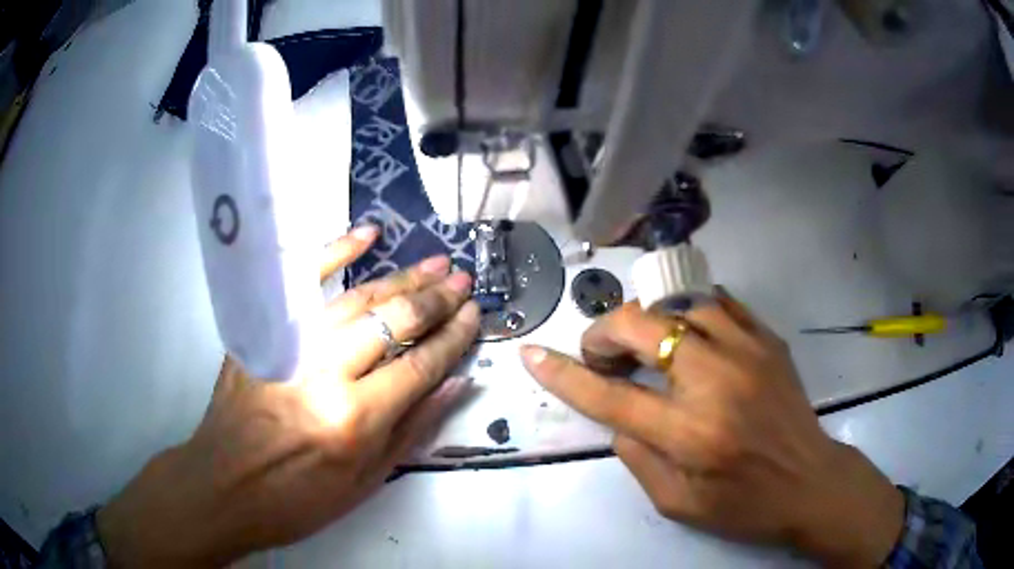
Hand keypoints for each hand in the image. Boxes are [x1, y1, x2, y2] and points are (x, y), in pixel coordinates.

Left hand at [97, 226, 479, 566]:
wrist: (225, 486)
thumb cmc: (298, 498)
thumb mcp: (366, 480)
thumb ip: (413, 428)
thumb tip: (456, 381)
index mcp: (353, 420)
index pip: (419, 366)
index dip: (453, 338)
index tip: (476, 315)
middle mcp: (324, 374)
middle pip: (392, 322)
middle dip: (436, 299)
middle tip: (463, 281)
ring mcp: (288, 345)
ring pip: (356, 298)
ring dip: (401, 277)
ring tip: (436, 263)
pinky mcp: (261, 332)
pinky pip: (302, 283)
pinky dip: (334, 253)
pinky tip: (366, 234)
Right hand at [520, 290, 903, 567]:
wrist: (810, 482)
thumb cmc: (744, 504)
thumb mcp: (676, 503)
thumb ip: (637, 455)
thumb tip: (617, 412)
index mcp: (690, 434)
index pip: (611, 395)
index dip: (565, 374)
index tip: (533, 354)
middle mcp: (716, 382)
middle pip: (643, 327)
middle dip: (605, 333)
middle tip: (602, 354)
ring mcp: (748, 352)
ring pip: (680, 304)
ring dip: (649, 320)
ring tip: (646, 345)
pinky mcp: (768, 340)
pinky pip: (719, 303)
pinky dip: (690, 312)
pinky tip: (686, 332)